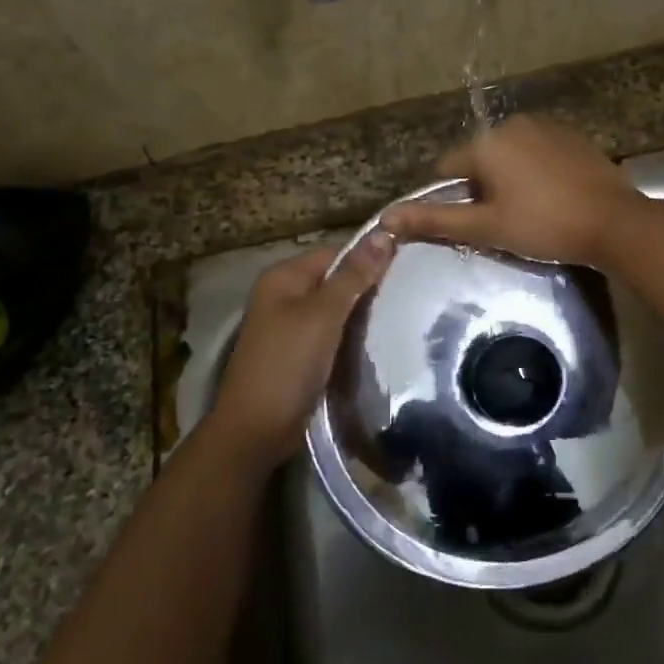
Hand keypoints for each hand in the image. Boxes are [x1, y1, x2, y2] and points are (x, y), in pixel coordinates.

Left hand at [207, 232, 393, 475]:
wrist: (256, 431)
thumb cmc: (287, 364)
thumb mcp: (324, 315)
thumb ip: (354, 275)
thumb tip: (384, 233)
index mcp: (283, 277)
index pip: (335, 253)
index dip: (368, 259)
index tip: (406, 270)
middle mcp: (283, 295)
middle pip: (335, 280)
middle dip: (367, 288)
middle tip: (407, 296)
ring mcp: (289, 326)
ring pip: (336, 309)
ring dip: (361, 315)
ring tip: (399, 317)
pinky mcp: (298, 353)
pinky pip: (331, 333)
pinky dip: (350, 336)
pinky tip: (376, 341)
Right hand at [381, 116, 649, 266]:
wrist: (614, 222)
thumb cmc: (544, 225)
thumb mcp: (486, 227)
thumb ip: (435, 220)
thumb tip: (386, 218)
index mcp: (487, 142)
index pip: (448, 168)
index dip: (455, 198)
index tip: (476, 223)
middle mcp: (514, 124)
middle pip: (481, 159)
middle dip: (485, 188)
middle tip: (506, 222)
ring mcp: (548, 126)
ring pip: (512, 155)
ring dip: (512, 179)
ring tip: (533, 212)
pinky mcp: (574, 136)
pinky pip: (541, 152)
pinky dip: (539, 171)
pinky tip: (555, 197)